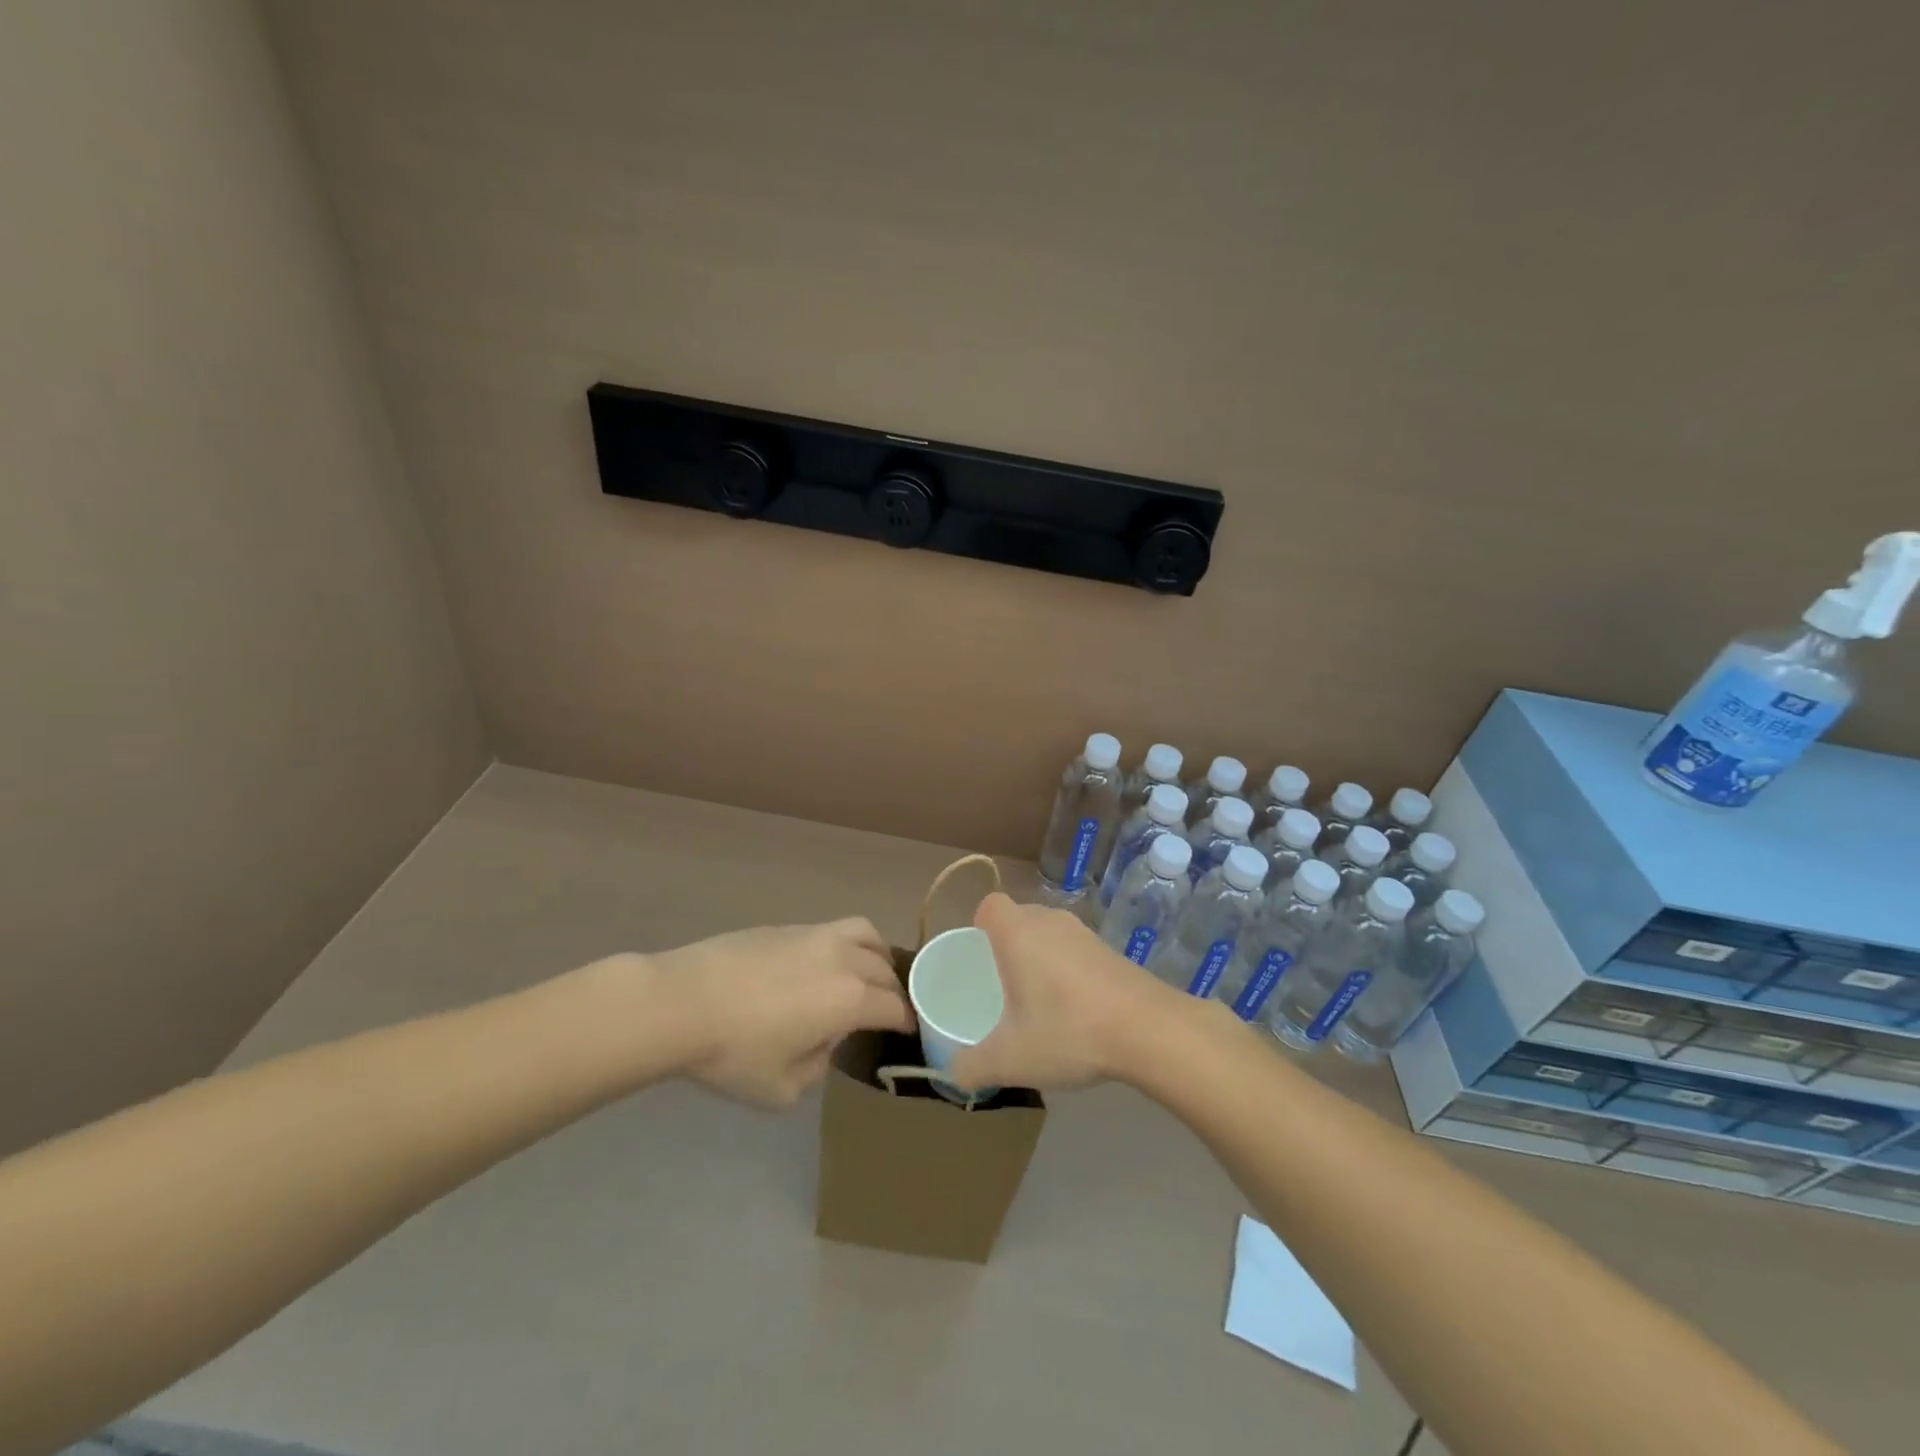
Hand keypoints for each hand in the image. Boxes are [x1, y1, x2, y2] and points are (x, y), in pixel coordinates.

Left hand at [648, 919, 913, 1107]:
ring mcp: (816, 936)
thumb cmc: (734, 1052)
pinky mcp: (789, 927)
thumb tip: (825, 1041)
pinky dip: (848, 944)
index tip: (909, 1031)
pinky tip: (827, 964)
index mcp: (850, 999)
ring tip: (870, 972)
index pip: (894, 1007)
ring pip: (866, 935)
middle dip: (893, 991)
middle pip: (885, 969)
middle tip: (887, 1010)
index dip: (907, 1021)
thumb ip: (818, 1067)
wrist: (682, 1001)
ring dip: (878, 956)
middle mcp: (843, 959)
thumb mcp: (783, 1088)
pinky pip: (835, 929)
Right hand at [947, 893, 1185, 1093]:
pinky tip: (1075, 1010)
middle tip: (1002, 986)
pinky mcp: (1111, 951)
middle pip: (1019, 917)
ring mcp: (1085, 934)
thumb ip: (972, 1066)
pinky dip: (1068, 970)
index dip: (979, 925)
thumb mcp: (1009, 1059)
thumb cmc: (1068, 1031)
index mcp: (1018, 933)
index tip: (978, 957)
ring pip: (1050, 933)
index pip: (990, 905)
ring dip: (1040, 958)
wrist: (1149, 1030)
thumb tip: (954, 1072)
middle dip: (1007, 945)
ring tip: (1038, 1002)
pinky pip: (1076, 949)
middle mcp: (1050, 922)